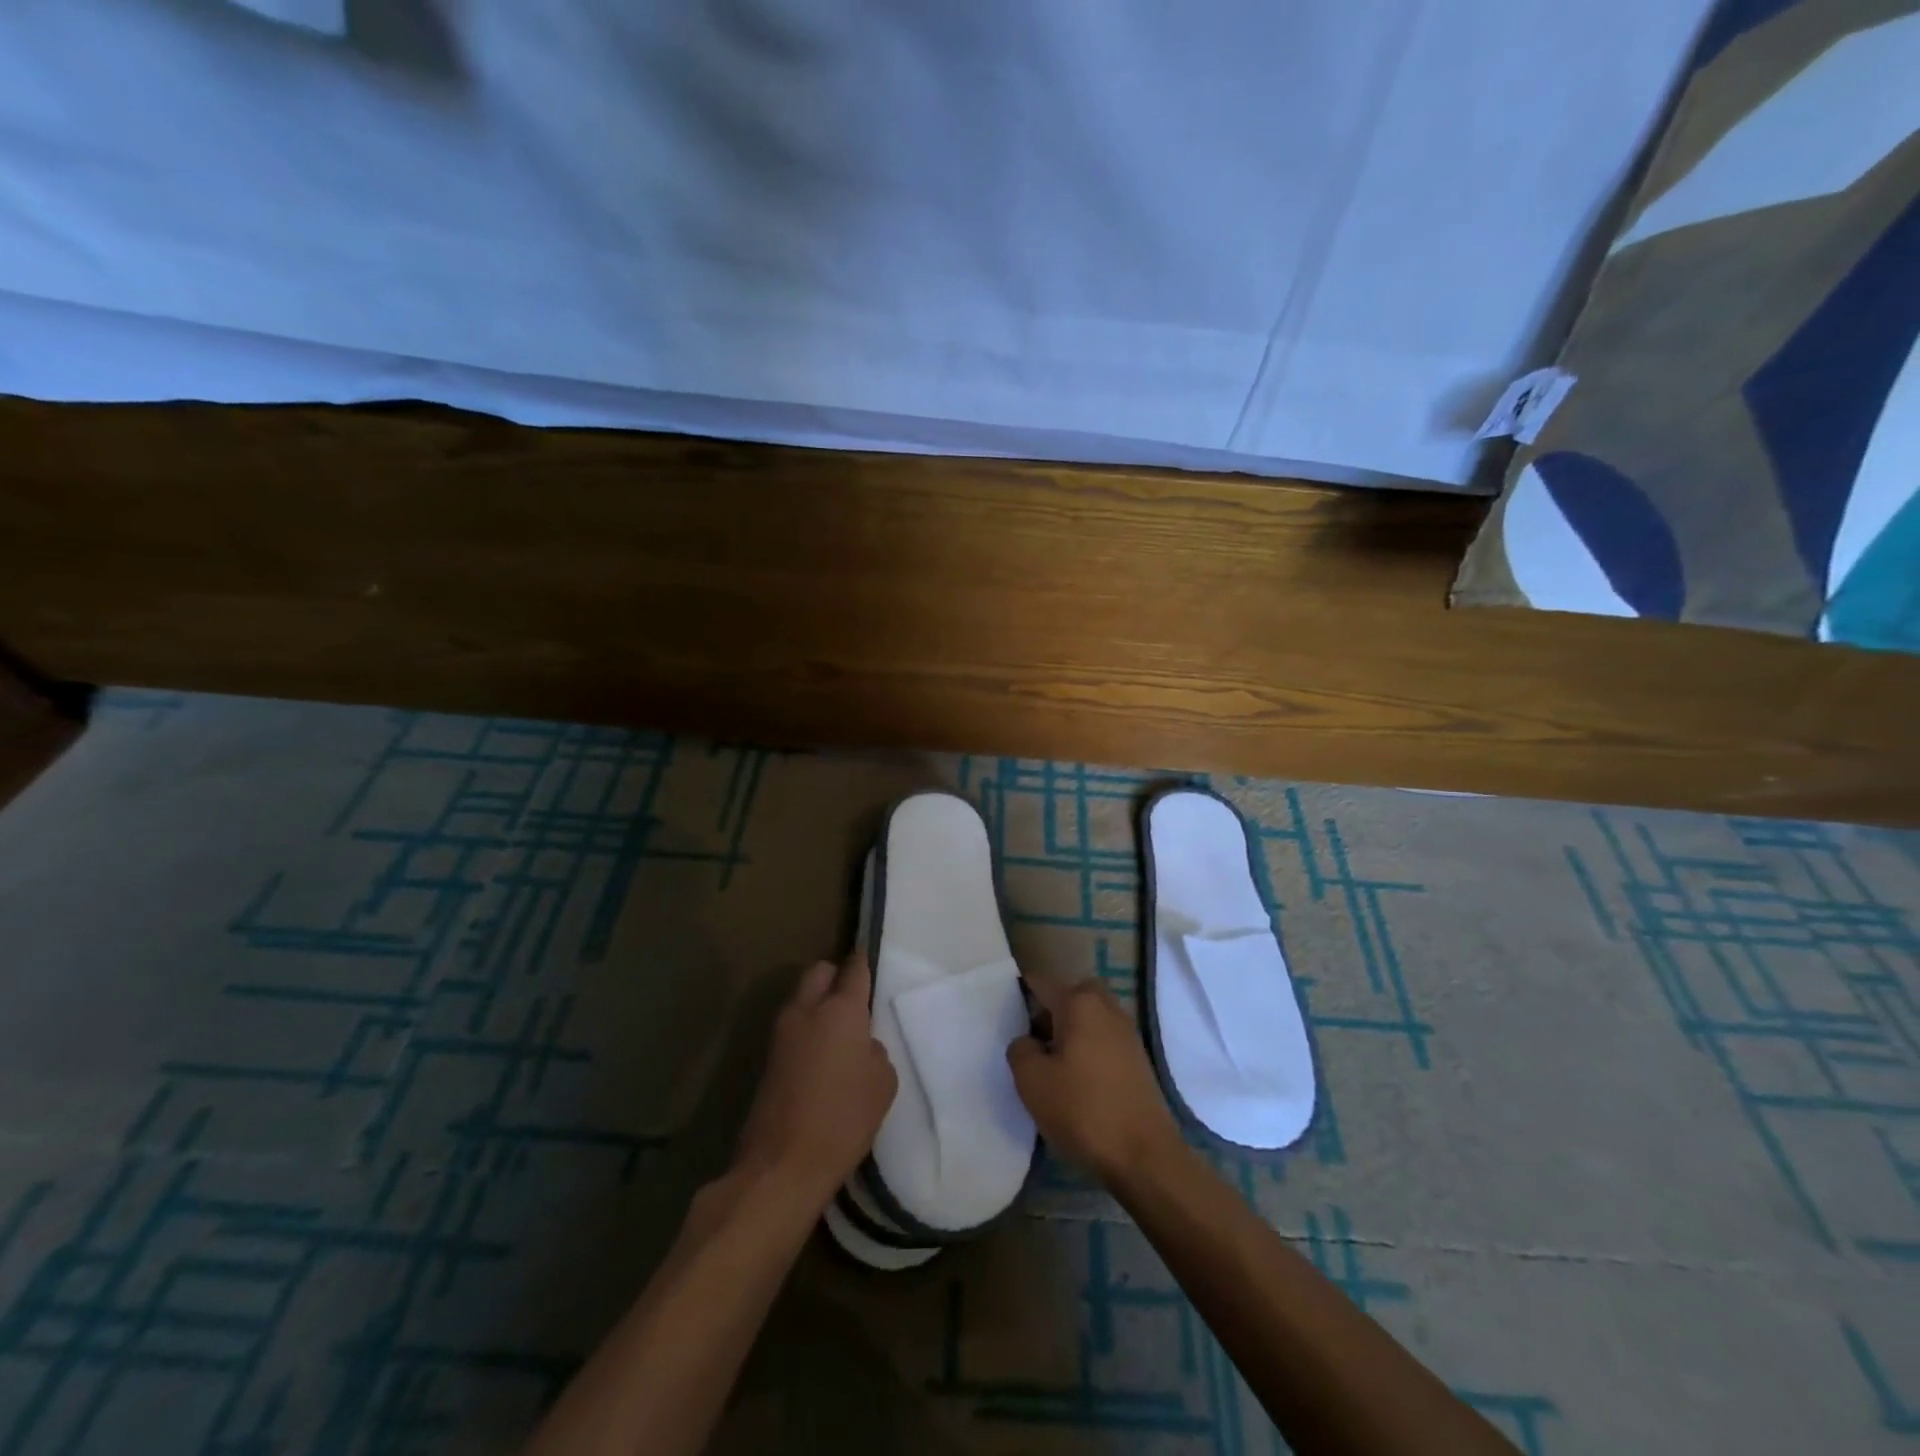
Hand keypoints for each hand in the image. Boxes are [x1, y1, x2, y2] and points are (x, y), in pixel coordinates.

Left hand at [734, 953, 897, 1208]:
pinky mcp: (768, 1058)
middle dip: (835, 976)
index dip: (862, 961)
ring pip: (802, 997)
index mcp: (840, 1009)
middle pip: (819, 972)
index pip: (853, 969)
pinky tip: (822, 1056)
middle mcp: (807, 1010)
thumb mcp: (882, 1083)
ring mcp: (782, 1033)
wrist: (782, 1164)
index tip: (867, 957)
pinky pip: (793, 1027)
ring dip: (818, 1003)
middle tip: (853, 999)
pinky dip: (807, 1029)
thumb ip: (874, 1050)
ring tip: (839, 1031)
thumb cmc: (844, 1119)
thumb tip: (859, 1045)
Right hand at [1007, 969, 1183, 1186]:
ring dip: (1070, 1030)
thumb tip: (1028, 1041)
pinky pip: (1104, 1037)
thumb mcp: (1032, 1081)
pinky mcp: (1138, 1057)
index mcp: (1079, 1002)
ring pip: (1089, 1015)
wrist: (1144, 1155)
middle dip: (1050, 1010)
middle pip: (1070, 994)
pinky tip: (1077, 1079)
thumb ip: (1020, 1049)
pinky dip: (1088, 1047)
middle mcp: (1106, 1006)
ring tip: (1053, 1065)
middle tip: (1033, 1040)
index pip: (1041, 982)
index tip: (1005, 1014)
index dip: (1019, 992)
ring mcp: (1127, 1031)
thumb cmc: (1083, 1109)